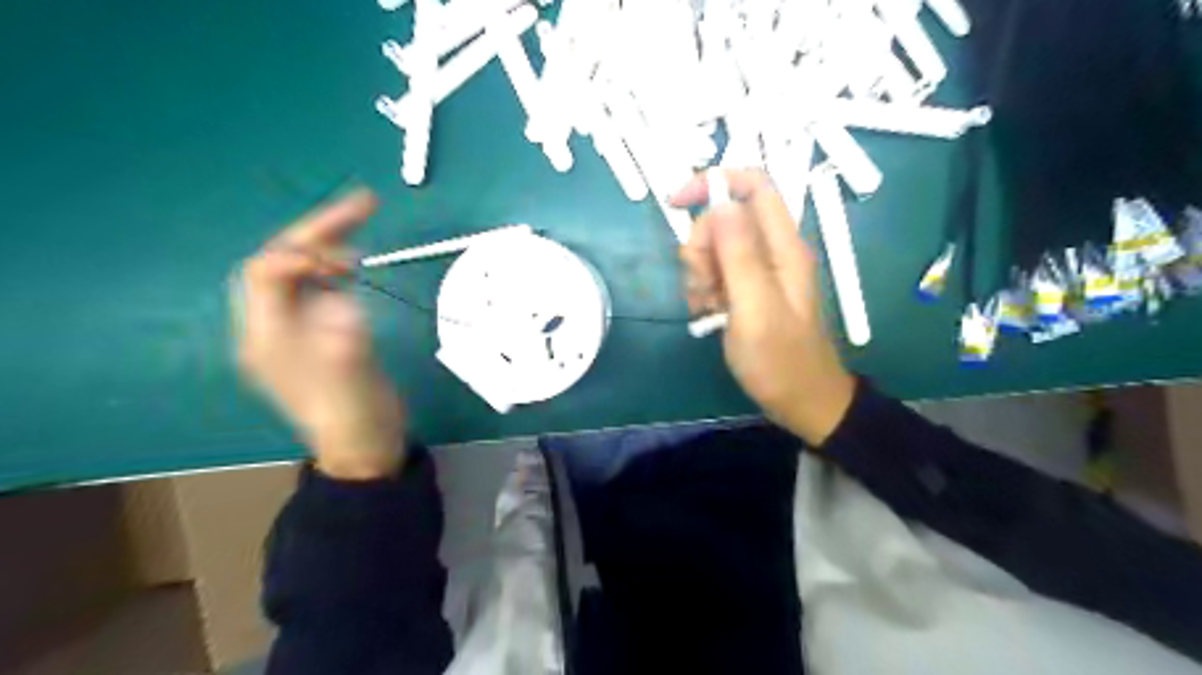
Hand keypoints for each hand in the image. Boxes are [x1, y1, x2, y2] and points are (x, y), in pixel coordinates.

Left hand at [233, 186, 404, 477]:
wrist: (365, 446)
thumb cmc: (357, 418)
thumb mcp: (351, 382)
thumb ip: (342, 341)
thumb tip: (344, 301)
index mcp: (267, 338)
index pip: (266, 274)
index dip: (301, 253)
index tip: (346, 254)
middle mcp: (273, 327)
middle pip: (280, 262)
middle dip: (317, 232)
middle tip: (363, 204)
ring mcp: (296, 328)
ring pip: (299, 269)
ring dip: (326, 243)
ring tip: (361, 227)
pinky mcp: (319, 332)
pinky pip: (318, 284)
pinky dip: (336, 265)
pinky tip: (356, 261)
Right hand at [673, 169, 859, 444]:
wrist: (802, 401)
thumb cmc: (780, 361)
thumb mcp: (755, 309)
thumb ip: (739, 255)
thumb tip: (721, 204)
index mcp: (783, 246)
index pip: (753, 186)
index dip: (713, 183)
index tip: (675, 203)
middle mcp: (773, 250)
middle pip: (725, 218)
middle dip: (700, 246)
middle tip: (702, 285)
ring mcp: (760, 271)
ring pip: (715, 247)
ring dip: (699, 273)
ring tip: (707, 308)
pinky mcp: (749, 289)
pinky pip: (716, 273)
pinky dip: (704, 289)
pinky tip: (708, 315)